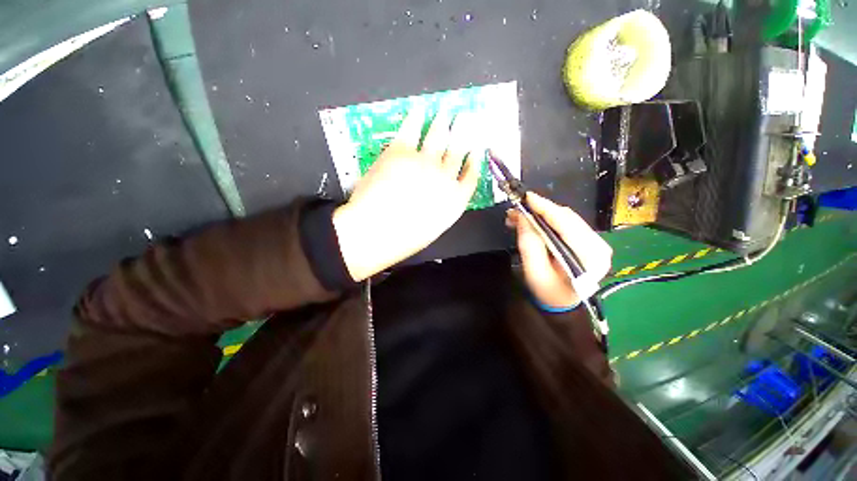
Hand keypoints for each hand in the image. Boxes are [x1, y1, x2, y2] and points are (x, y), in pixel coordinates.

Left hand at [333, 106, 482, 280]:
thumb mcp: (432, 228)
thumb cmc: (404, 239)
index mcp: (454, 200)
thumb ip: (442, 208)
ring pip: (438, 136)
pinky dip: (415, 118)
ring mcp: (424, 162)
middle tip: (466, 118)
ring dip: (443, 123)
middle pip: (458, 150)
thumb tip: (440, 194)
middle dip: (463, 133)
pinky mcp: (400, 151)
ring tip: (445, 113)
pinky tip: (419, 111)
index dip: (473, 160)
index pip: (470, 175)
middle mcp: (444, 177)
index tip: (475, 150)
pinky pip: (411, 129)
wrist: (376, 231)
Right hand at [506, 193, 611, 308]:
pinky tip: (533, 221)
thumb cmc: (548, 292)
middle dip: (539, 210)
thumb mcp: (534, 271)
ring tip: (519, 216)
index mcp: (589, 256)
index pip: (566, 224)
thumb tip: (522, 217)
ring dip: (542, 214)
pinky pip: (566, 223)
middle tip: (516, 210)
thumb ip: (529, 243)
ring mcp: (596, 242)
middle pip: (566, 218)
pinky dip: (548, 220)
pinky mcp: (588, 240)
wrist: (562, 303)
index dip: (545, 208)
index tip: (526, 197)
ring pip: (566, 218)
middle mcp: (598, 245)